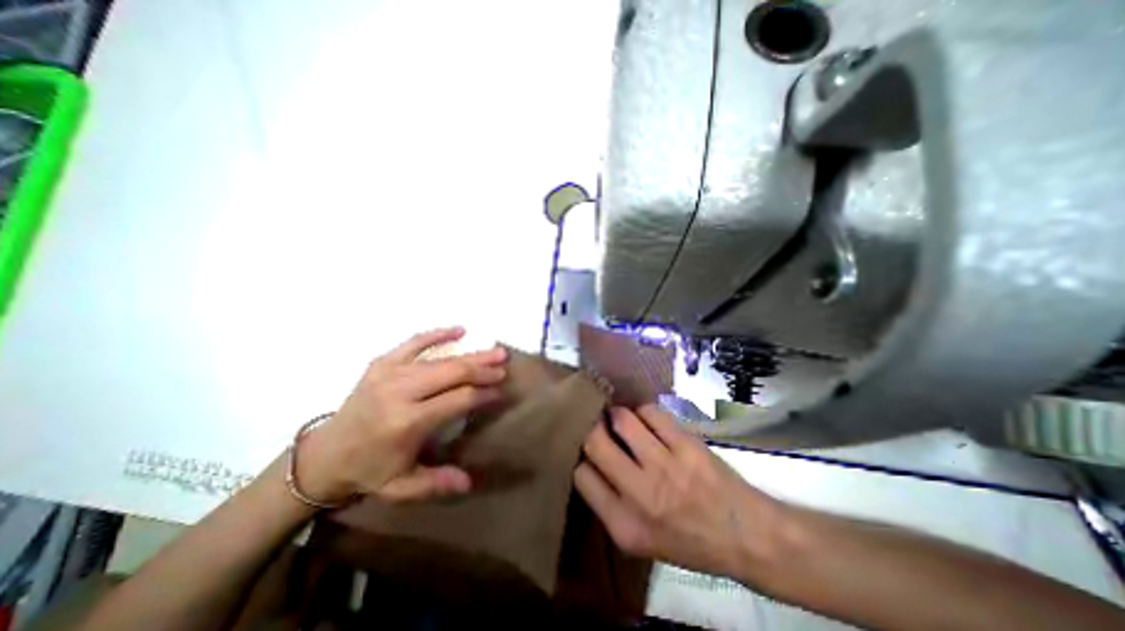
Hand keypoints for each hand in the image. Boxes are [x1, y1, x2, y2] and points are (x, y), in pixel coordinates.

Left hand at [301, 328, 506, 503]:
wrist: (324, 455)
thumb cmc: (369, 470)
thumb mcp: (400, 487)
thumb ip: (436, 483)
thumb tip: (469, 482)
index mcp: (407, 422)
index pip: (458, 400)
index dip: (483, 394)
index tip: (500, 393)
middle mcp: (400, 392)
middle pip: (453, 373)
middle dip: (483, 370)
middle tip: (504, 367)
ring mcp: (389, 373)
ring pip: (440, 359)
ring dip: (471, 355)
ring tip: (495, 352)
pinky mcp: (381, 363)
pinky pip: (414, 343)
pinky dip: (437, 335)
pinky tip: (459, 330)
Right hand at [580, 408, 783, 577]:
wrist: (746, 536)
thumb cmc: (688, 541)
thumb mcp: (640, 540)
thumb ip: (609, 504)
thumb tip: (589, 461)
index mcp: (623, 524)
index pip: (581, 475)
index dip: (581, 457)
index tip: (588, 450)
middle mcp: (640, 494)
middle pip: (595, 441)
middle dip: (591, 427)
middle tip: (597, 423)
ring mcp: (664, 466)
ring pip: (622, 419)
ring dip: (618, 414)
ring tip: (623, 419)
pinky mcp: (686, 445)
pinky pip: (651, 412)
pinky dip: (644, 411)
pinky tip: (648, 420)